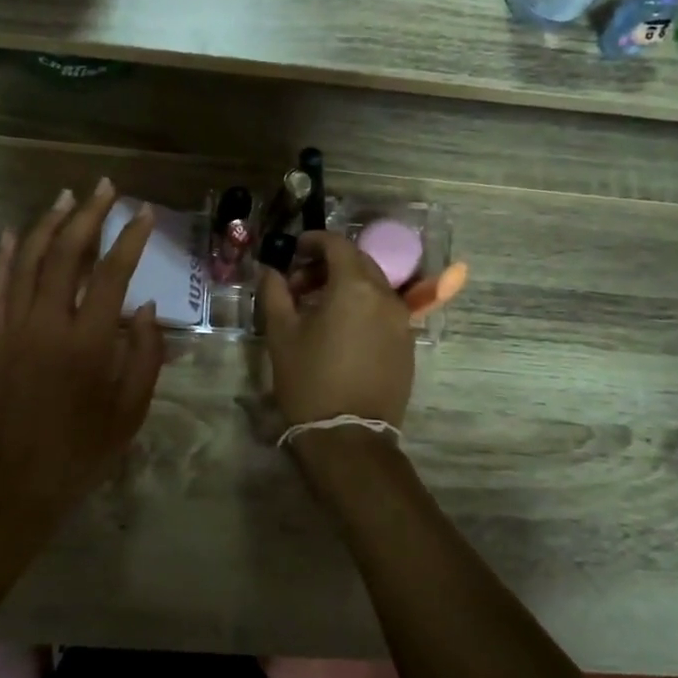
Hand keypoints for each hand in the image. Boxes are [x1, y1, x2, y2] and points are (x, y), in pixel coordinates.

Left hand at [0, 178, 164, 522]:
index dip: (129, 239)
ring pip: (26, 262)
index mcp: (86, 343)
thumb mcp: (131, 411)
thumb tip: (144, 308)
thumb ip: (144, 355)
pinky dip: (2, 258)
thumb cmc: (82, 452)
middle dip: (87, 215)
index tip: (143, 213)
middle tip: (105, 187)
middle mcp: (46, 325)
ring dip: (46, 225)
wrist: (15, 486)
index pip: (111, 274)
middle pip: (65, 254)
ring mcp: (13, 329)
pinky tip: (10, 234)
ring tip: (67, 197)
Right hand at [257, 230, 414, 428]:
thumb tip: (270, 269)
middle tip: (300, 284)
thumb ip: (274, 291)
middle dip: (328, 264)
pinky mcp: (407, 344)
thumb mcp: (281, 333)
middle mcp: (386, 296)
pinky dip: (362, 307)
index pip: (338, 244)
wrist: (349, 436)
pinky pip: (383, 311)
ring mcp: (402, 321)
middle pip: (358, 262)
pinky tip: (340, 330)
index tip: (293, 251)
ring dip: (346, 286)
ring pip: (373, 286)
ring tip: (317, 309)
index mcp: (355, 287)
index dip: (313, 241)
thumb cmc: (309, 380)